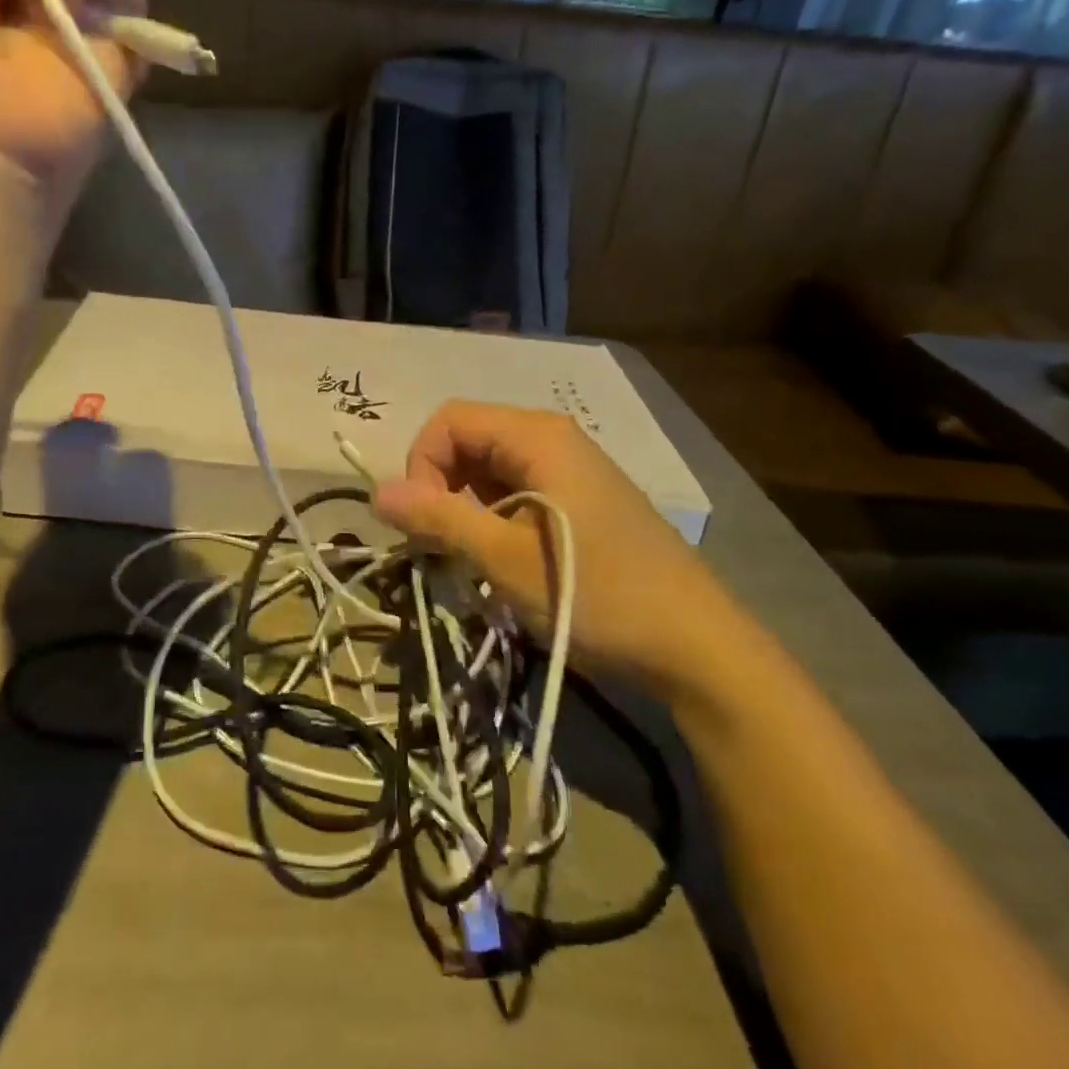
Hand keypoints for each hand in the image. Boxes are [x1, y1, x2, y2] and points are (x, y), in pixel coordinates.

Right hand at [373, 402, 742, 690]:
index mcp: (537, 436)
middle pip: (468, 442)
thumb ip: (438, 518)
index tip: (422, 522)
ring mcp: (569, 471)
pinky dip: (491, 520)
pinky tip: (500, 562)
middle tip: (439, 546)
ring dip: (463, 509)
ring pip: (488, 471)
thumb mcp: (504, 558)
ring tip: (468, 560)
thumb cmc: (596, 593)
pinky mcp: (578, 502)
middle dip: (440, 488)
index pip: (449, 421)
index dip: (421, 464)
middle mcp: (552, 440)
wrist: (694, 646)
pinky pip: (515, 494)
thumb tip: (375, 492)